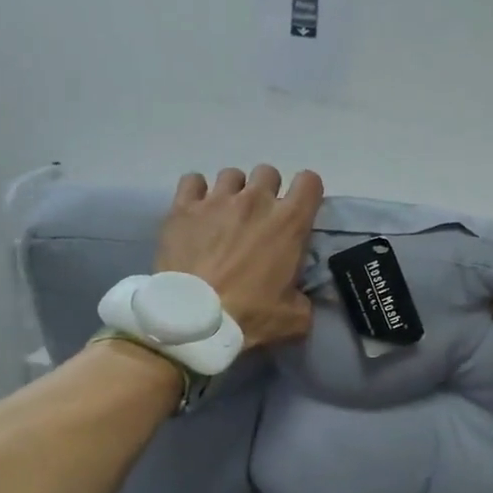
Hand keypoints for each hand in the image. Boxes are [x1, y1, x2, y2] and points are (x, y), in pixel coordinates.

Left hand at [155, 166, 324, 349]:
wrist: (194, 319)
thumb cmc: (249, 316)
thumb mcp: (295, 318)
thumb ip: (304, 300)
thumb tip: (300, 297)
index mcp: (289, 223)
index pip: (309, 182)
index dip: (307, 193)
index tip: (299, 210)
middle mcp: (255, 201)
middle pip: (268, 173)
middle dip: (267, 191)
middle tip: (259, 218)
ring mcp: (217, 200)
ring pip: (231, 175)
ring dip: (233, 191)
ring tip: (225, 215)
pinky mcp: (183, 208)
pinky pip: (192, 180)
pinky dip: (196, 192)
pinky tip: (196, 210)